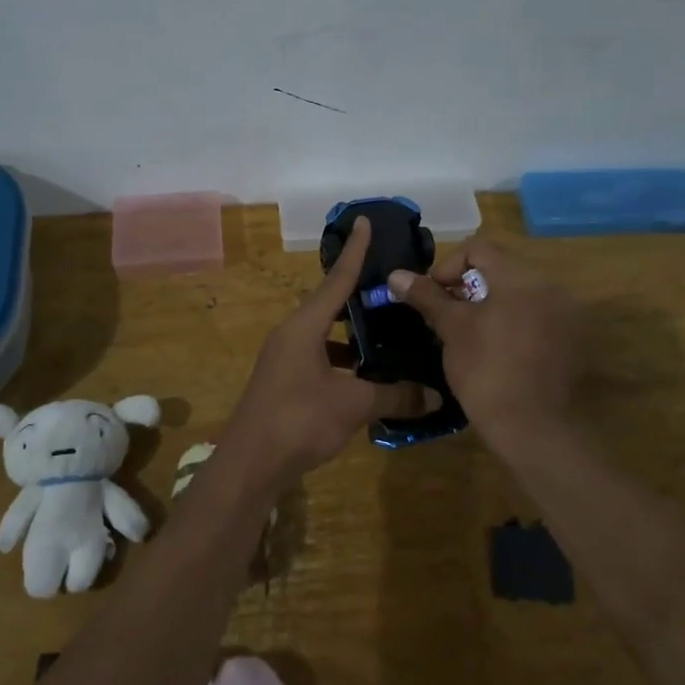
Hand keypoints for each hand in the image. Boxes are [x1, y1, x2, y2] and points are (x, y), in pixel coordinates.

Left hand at [221, 217, 437, 489]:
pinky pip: (319, 356)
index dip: (355, 251)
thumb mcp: (353, 406)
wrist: (250, 464)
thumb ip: (395, 396)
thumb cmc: (299, 420)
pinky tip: (366, 376)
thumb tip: (435, 395)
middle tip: (392, 287)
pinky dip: (343, 359)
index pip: (337, 279)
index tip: (364, 221)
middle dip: (359, 295)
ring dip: (352, 333)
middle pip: (329, 304)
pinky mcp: (284, 381)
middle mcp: (291, 334)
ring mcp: (284, 358)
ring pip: (324, 334)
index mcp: (304, 326)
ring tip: (387, 333)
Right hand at [385, 236, 580, 453]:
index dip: (447, 266)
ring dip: (489, 304)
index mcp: (522, 277)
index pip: (478, 247)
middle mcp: (550, 287)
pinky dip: (511, 322)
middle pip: (500, 268)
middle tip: (447, 316)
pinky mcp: (570, 340)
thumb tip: (396, 275)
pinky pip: (534, 316)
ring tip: (468, 334)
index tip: (433, 296)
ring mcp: (565, 314)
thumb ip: (427, 296)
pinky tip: (496, 351)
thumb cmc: (487, 372)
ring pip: (517, 293)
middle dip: (467, 287)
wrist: (535, 429)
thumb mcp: (452, 330)